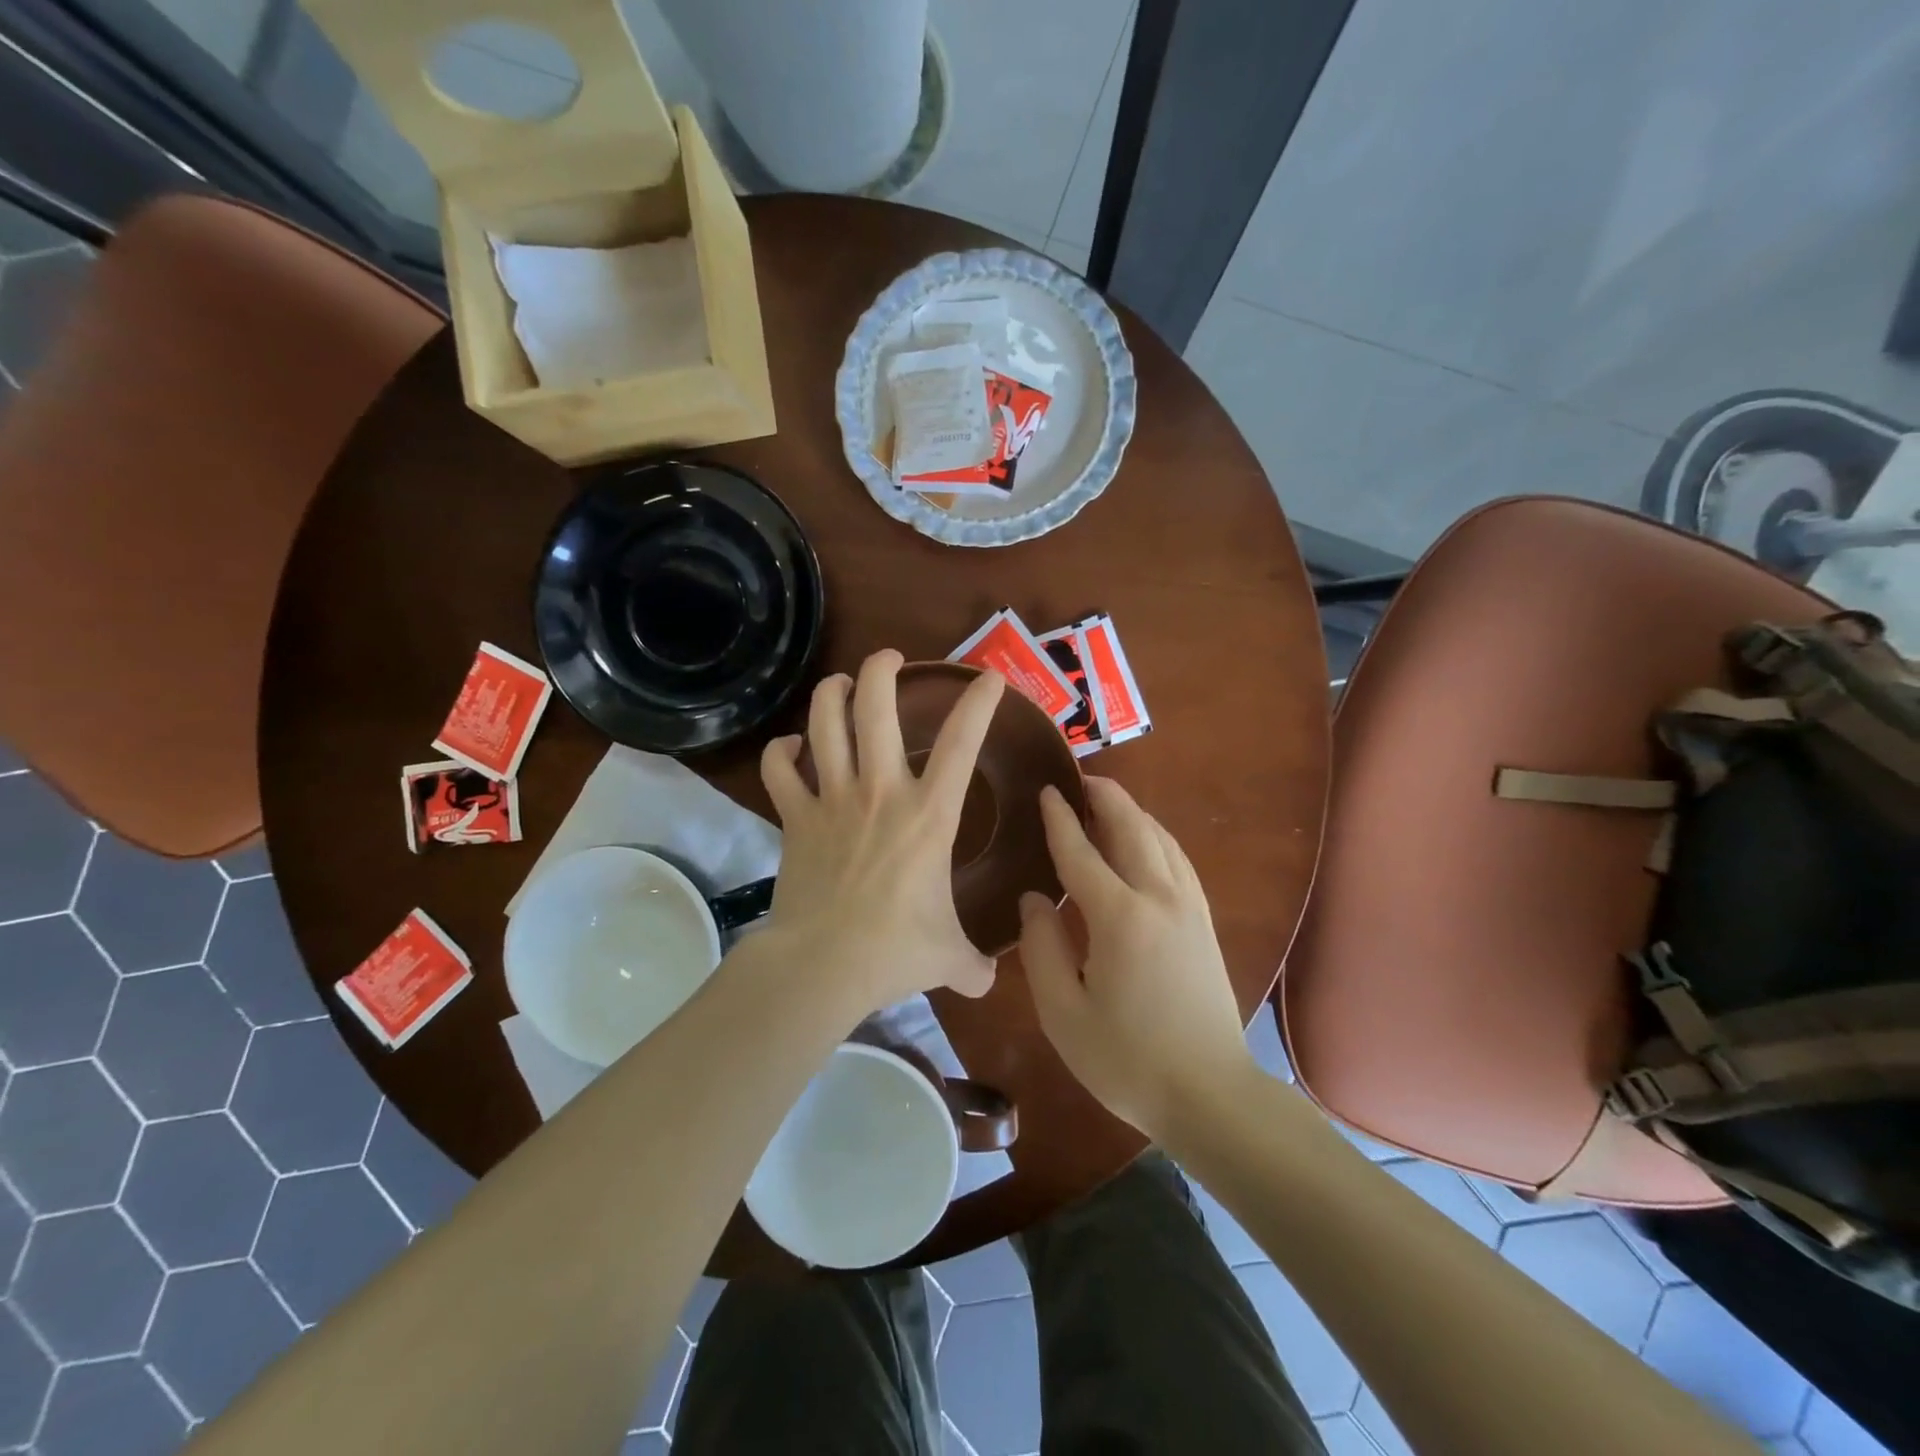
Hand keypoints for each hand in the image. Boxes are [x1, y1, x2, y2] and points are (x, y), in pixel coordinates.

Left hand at [759, 650, 1004, 1011]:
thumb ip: (973, 963)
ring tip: (840, 682)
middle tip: (891, 658)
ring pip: (824, 723)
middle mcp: (880, 791)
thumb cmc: (895, 950)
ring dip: (831, 694)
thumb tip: (988, 981)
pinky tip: (789, 748)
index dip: (978, 703)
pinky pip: (779, 770)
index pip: (962, 743)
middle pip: (876, 708)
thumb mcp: (948, 956)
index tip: (988, 677)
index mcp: (929, 814)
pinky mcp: (794, 817)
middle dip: (883, 669)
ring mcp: (832, 799)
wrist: (822, 964)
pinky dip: (781, 752)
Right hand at [1020, 778, 1253, 1142]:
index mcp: (1120, 918)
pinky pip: (1178, 860)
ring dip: (1132, 813)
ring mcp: (1189, 908)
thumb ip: (1041, 948)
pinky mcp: (1204, 922)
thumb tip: (1034, 901)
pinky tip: (1144, 842)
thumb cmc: (1127, 1060)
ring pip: (1160, 839)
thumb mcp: (1063, 1013)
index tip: (1046, 790)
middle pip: (1132, 828)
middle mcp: (1159, 899)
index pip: (1081, 853)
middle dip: (1105, 797)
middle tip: (1077, 779)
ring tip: (1105, 802)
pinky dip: (1155, 837)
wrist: (1210, 1096)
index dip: (1059, 820)